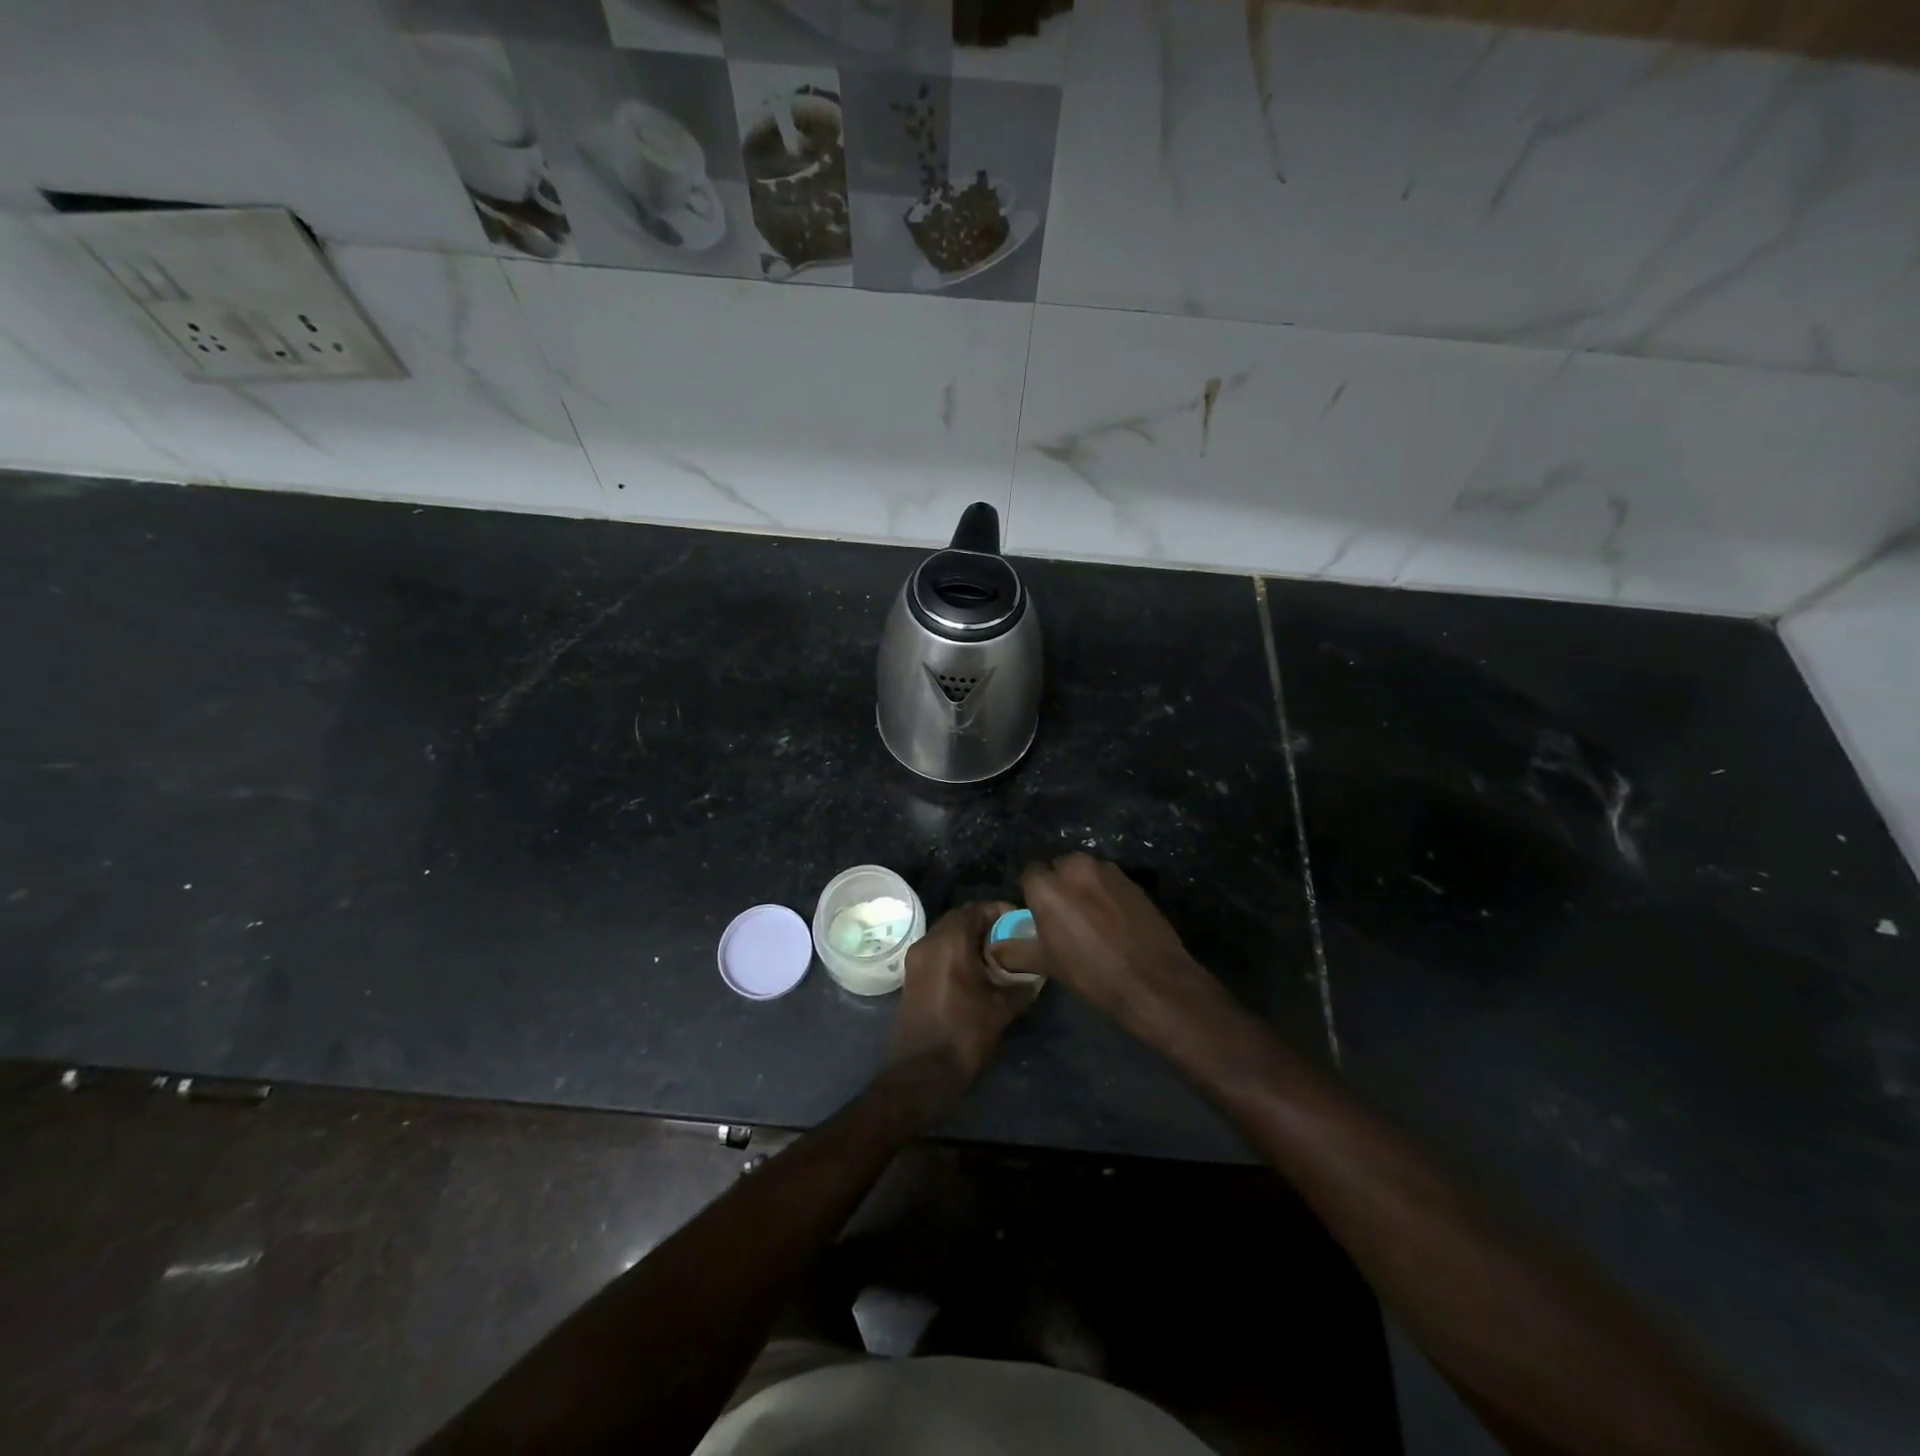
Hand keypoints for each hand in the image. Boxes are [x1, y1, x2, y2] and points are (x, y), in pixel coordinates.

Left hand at [890, 901, 1040, 1088]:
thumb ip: (1021, 985)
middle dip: (984, 923)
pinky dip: (954, 951)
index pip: (976, 909)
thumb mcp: (1001, 1009)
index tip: (1019, 922)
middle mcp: (929, 942)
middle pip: (959, 918)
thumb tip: (1038, 975)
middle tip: (1009, 937)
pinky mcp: (911, 975)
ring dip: (968, 937)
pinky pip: (936, 950)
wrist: (923, 1071)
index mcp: (950, 942)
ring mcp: (916, 958)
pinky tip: (974, 971)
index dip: (999, 911)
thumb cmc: (965, 1034)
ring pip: (945, 933)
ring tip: (995, 954)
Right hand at [992, 854, 1226, 1052]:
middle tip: (1065, 917)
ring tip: (1092, 918)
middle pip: (1058, 868)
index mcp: (1047, 886)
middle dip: (1059, 885)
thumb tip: (996, 949)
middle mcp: (1075, 867)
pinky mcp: (1131, 879)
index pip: (1029, 874)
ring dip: (1084, 886)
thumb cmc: (1091, 972)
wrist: (1152, 979)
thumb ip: (1016, 951)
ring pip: (1085, 871)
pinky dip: (1106, 892)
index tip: (1040, 916)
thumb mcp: (1047, 964)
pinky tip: (1114, 919)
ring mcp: (1107, 870)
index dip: (1033, 895)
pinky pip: (1108, 880)